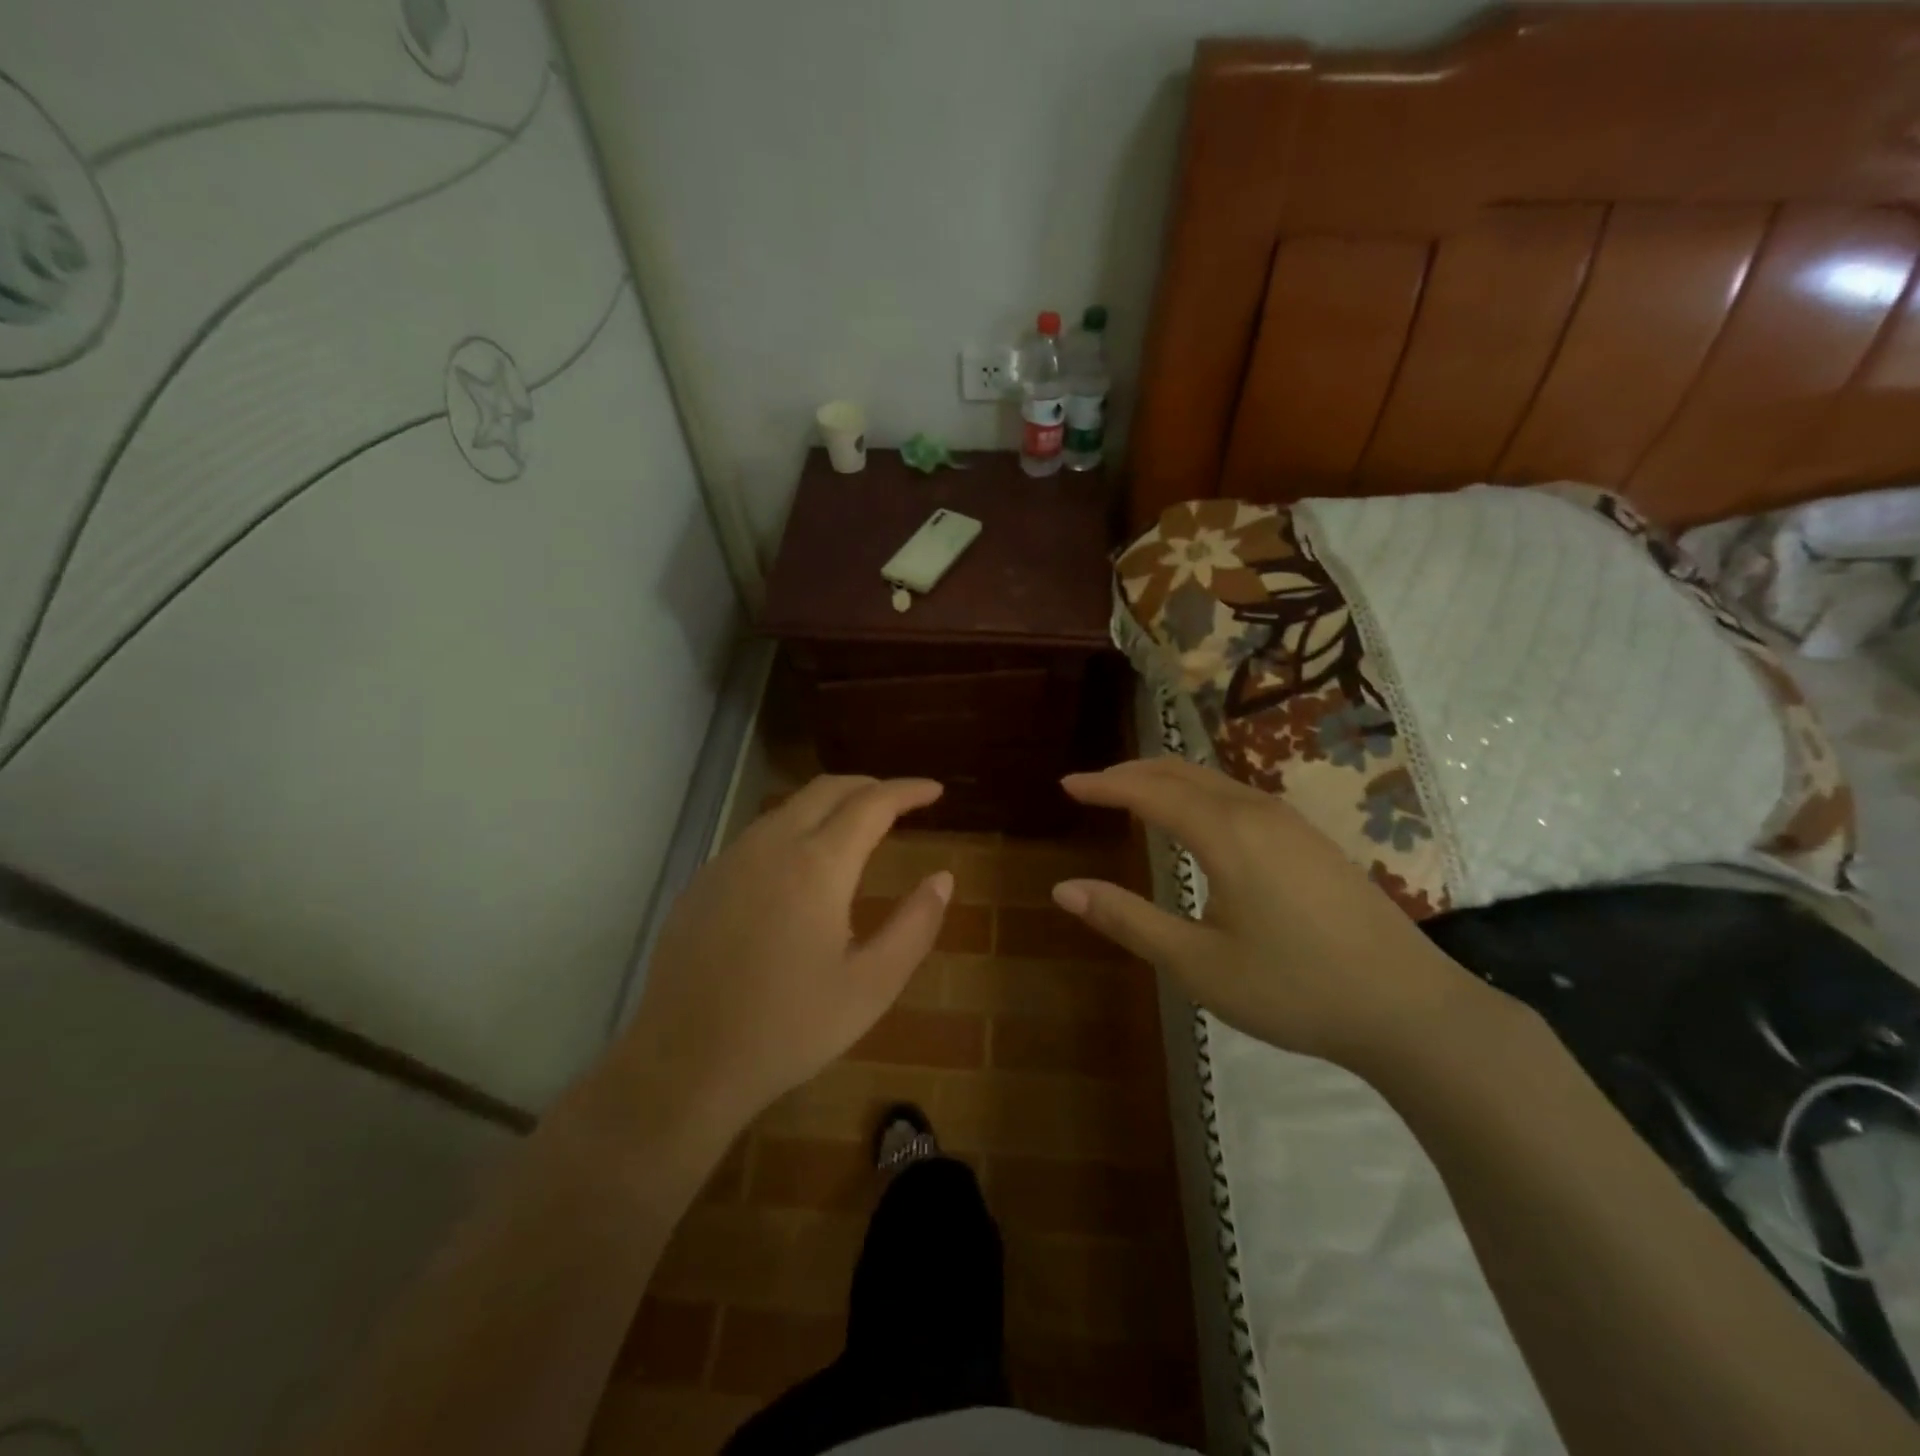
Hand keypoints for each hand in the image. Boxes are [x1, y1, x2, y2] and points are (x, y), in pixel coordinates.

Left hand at [610, 775, 951, 1137]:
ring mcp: (729, 860)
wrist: (686, 1063)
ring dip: (829, 806)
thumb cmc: (790, 1028)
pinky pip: (757, 836)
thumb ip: (915, 925)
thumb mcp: (872, 986)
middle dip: (869, 786)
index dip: (908, 791)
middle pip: (827, 789)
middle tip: (899, 802)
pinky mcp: (702, 882)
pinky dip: (793, 830)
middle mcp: (771, 845)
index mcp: (818, 865)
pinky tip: (799, 866)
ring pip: (788, 808)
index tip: (935, 790)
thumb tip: (942, 878)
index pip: (872, 804)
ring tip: (856, 828)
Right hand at [1052, 758, 1489, 1074]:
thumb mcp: (1198, 964)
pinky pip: (1239, 796)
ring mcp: (1292, 823)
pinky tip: (1198, 820)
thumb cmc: (1294, 988)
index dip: (1104, 785)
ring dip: (1167, 780)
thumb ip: (1128, 921)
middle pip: (1182, 771)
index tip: (1066, 784)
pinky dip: (1199, 793)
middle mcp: (1257, 812)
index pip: (1149, 791)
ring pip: (1215, 780)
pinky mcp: (1312, 840)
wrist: (1411, 1008)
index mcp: (1226, 834)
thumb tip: (1063, 890)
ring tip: (1134, 795)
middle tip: (1093, 786)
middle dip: (1132, 772)